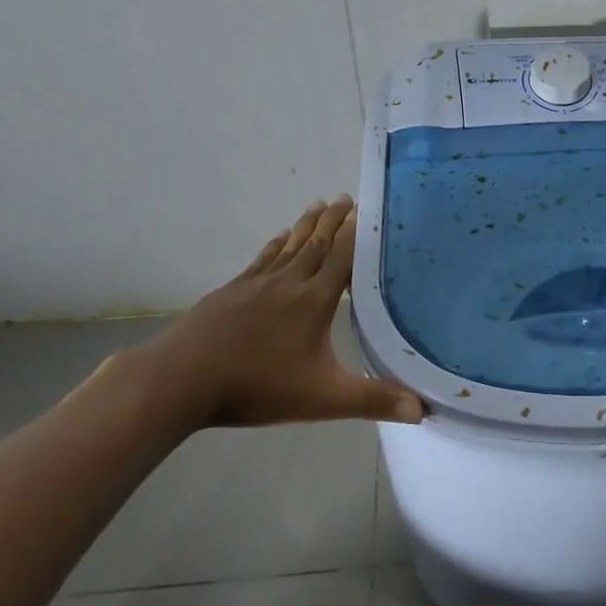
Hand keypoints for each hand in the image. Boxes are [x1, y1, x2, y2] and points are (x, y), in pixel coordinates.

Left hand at [133, 197, 424, 430]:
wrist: (181, 379)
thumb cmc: (258, 386)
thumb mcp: (323, 399)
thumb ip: (373, 399)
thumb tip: (423, 409)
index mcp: (315, 300)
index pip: (341, 258)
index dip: (354, 233)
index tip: (364, 208)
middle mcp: (288, 283)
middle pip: (316, 244)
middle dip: (332, 221)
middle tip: (344, 196)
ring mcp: (255, 285)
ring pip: (288, 247)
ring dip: (306, 226)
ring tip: (317, 205)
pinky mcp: (230, 293)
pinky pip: (261, 260)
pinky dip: (274, 246)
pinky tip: (278, 239)